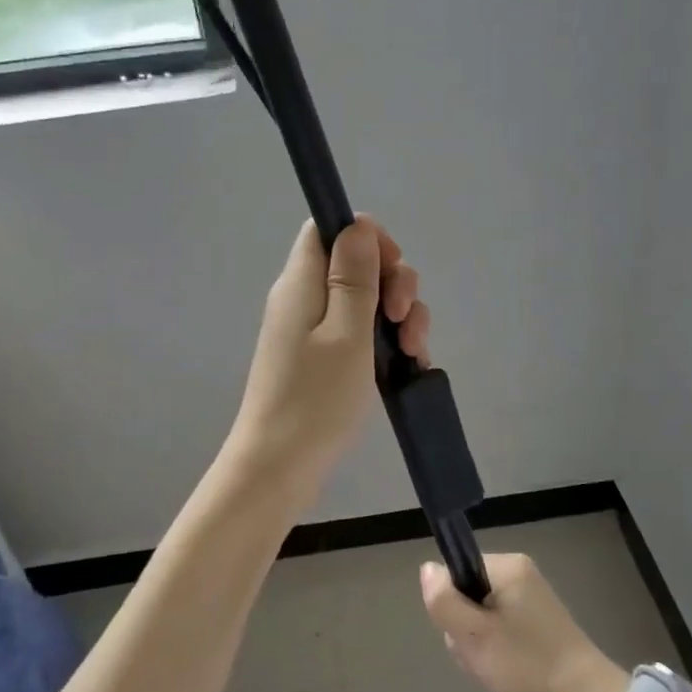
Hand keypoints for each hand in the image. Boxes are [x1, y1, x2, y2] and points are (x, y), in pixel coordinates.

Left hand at [226, 217, 430, 495]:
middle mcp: (304, 298)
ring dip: (398, 317)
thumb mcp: (346, 331)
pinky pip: (360, 333)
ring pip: (366, 301)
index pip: (328, 228)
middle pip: (355, 264)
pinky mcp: (322, 359)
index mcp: (302, 282)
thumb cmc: (315, 398)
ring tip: (413, 353)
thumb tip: (359, 223)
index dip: (367, 238)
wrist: (279, 467)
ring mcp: (313, 331)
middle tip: (402, 321)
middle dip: (393, 284)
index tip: (392, 271)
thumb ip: (354, 275)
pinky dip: (387, 342)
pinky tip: (408, 366)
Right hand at [420, 553, 627, 691]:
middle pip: (468, 595)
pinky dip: (496, 652)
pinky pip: (500, 629)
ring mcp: (530, 598)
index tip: (464, 634)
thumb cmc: (527, 665)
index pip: (456, 572)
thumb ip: (444, 601)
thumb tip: (427, 569)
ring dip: (479, 646)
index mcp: (507, 566)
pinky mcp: (537, 622)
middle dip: (465, 631)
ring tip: (494, 670)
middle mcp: (519, 574)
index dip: (451, 605)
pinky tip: (505, 674)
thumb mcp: (474, 636)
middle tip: (481, 658)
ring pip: (481, 617)